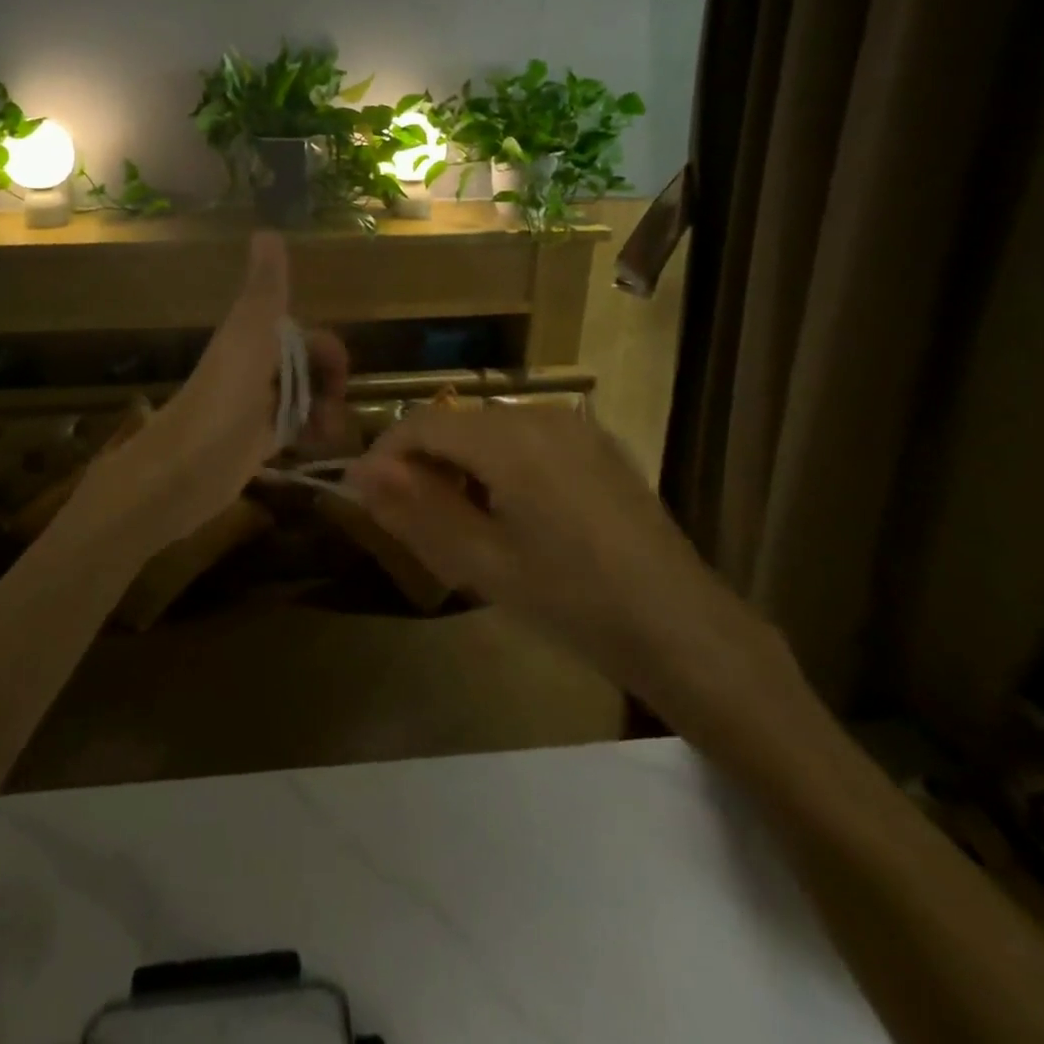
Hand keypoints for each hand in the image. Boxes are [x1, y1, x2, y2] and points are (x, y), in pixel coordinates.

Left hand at [74, 231, 347, 553]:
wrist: (183, 471)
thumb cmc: (221, 400)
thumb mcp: (248, 336)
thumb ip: (264, 289)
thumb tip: (268, 229)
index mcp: (253, 340)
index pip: (305, 336)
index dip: (328, 352)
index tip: (340, 377)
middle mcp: (255, 370)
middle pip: (308, 368)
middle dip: (329, 385)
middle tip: (335, 411)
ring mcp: (255, 407)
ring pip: (304, 399)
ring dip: (324, 412)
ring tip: (327, 435)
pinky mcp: (255, 442)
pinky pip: (294, 429)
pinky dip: (310, 434)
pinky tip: (316, 447)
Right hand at [343, 407, 776, 716]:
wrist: (683, 628)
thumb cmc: (573, 600)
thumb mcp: (482, 562)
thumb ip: (415, 509)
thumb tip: (361, 471)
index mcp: (509, 438)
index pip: (421, 423)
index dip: (384, 455)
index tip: (363, 496)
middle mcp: (542, 415)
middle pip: (455, 423)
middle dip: (422, 464)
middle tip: (410, 523)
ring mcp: (576, 427)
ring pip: (489, 431)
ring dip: (459, 466)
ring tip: (459, 526)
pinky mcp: (597, 447)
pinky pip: (526, 440)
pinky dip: (498, 466)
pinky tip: (511, 517)